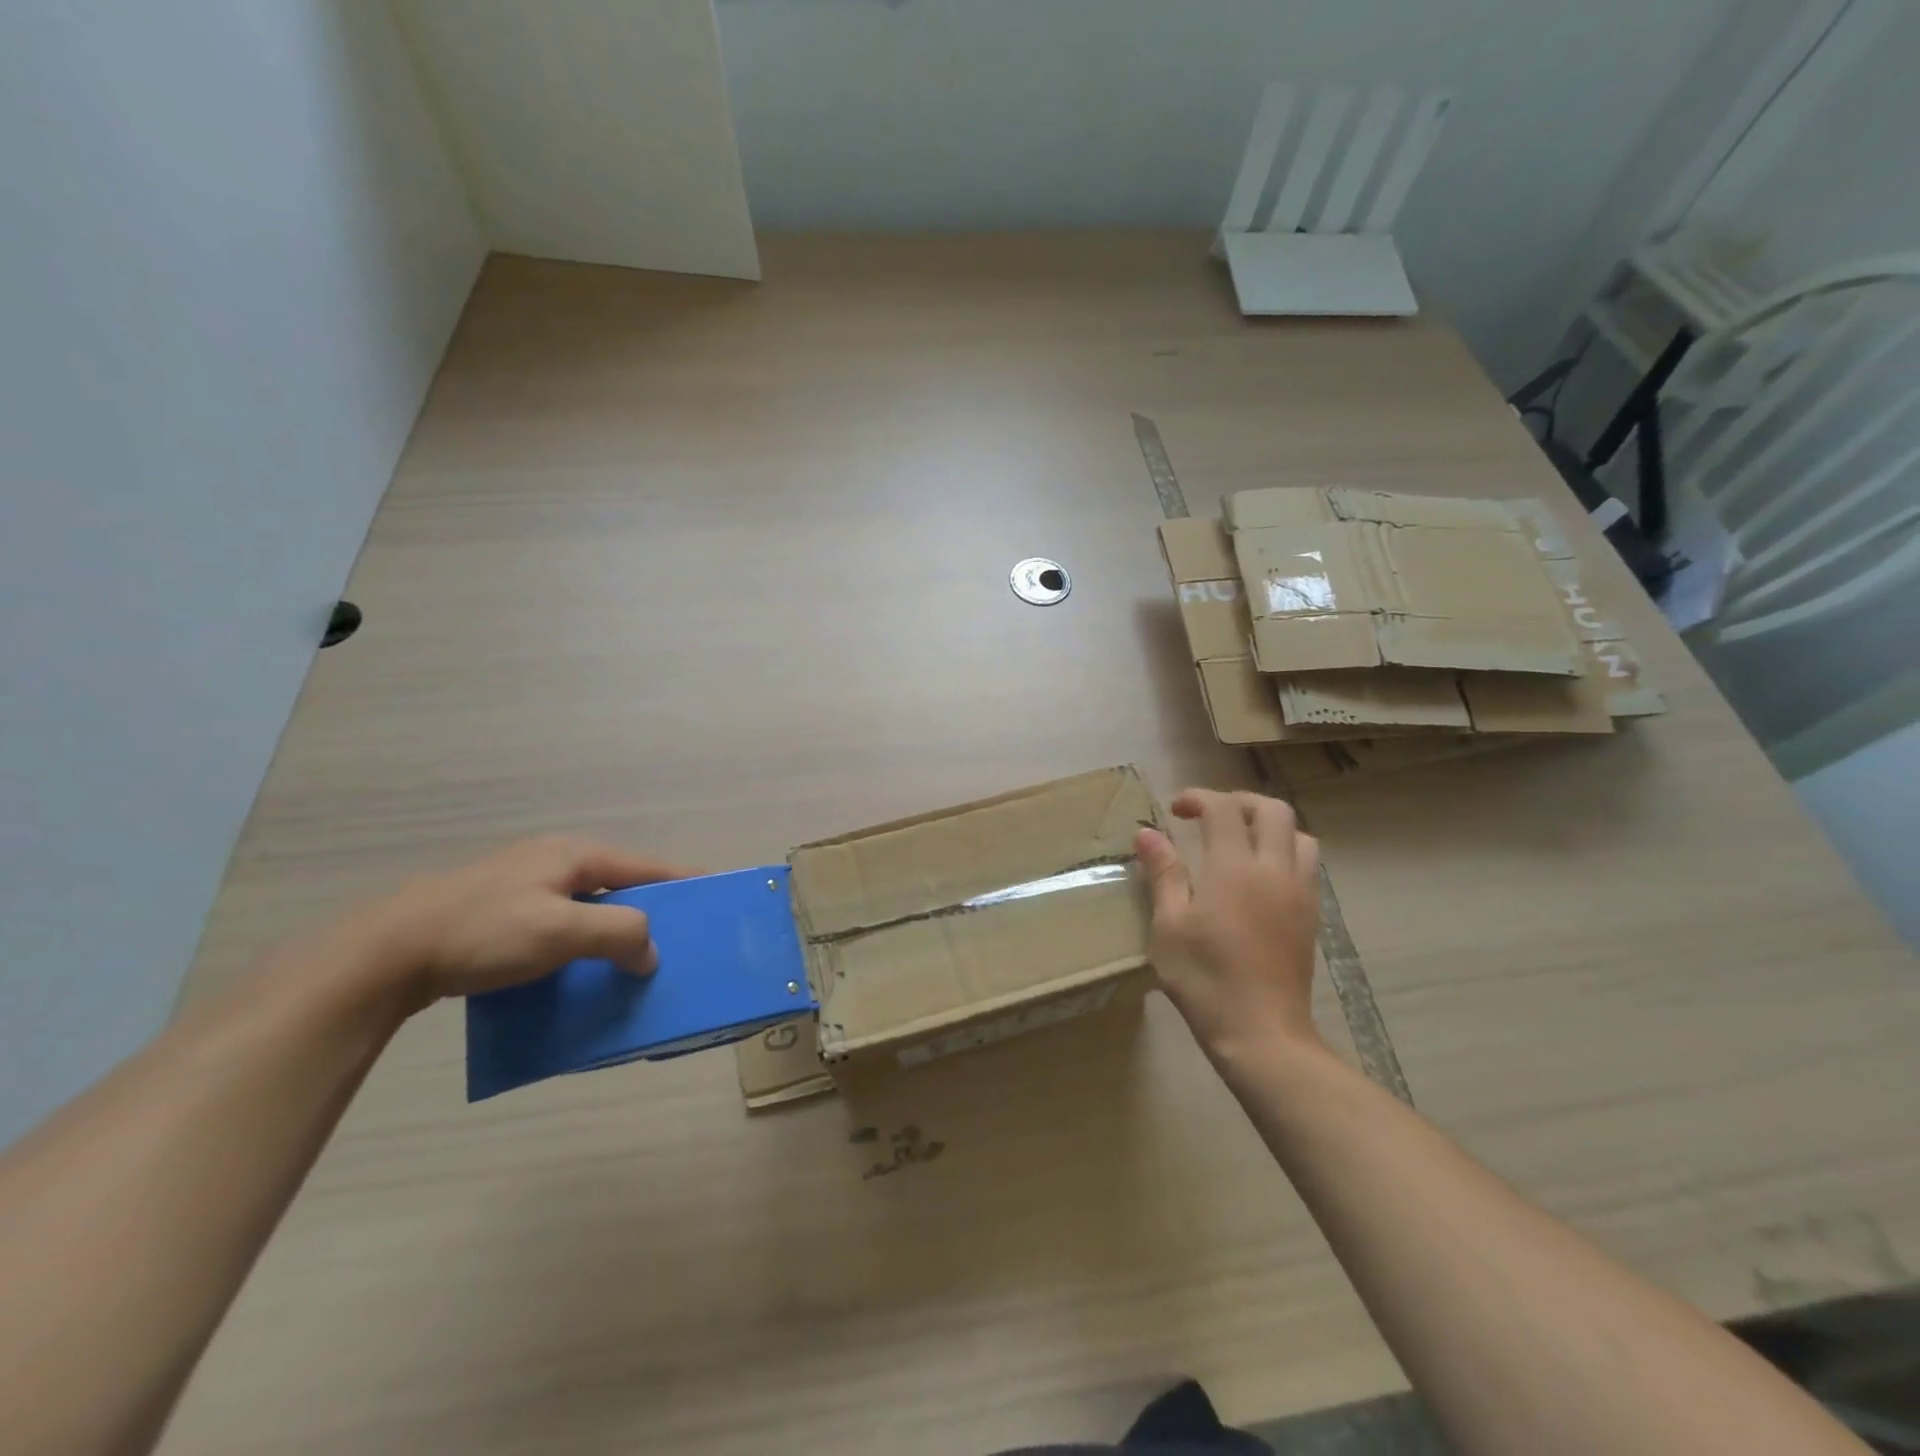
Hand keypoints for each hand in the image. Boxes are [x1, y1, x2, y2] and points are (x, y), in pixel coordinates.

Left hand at [348, 836, 689, 1005]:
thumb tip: (651, 954)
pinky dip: (579, 944)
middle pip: (620, 886)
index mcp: (575, 855)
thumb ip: (619, 935)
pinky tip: (576, 971)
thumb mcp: (562, 930)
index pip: (648, 867)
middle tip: (674, 944)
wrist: (385, 952)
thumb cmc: (485, 932)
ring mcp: (524, 885)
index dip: (683, 882)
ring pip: (588, 908)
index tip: (715, 897)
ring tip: (630, 964)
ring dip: (612, 934)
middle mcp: (555, 861)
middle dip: (648, 914)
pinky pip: (559, 925)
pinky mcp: (500, 912)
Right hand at [1135, 789, 1322, 1067]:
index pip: (1224, 809)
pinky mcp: (1311, 914)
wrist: (1261, 1032)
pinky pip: (1306, 863)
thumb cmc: (1204, 978)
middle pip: (1272, 810)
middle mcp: (1274, 869)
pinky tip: (1259, 875)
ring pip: (1298, 834)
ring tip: (1239, 840)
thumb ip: (1163, 873)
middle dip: (1238, 802)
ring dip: (1268, 825)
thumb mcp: (1170, 925)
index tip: (1176, 809)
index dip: (1199, 798)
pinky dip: (1284, 850)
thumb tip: (1147, 833)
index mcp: (1235, 868)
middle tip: (1208, 816)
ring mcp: (1300, 892)